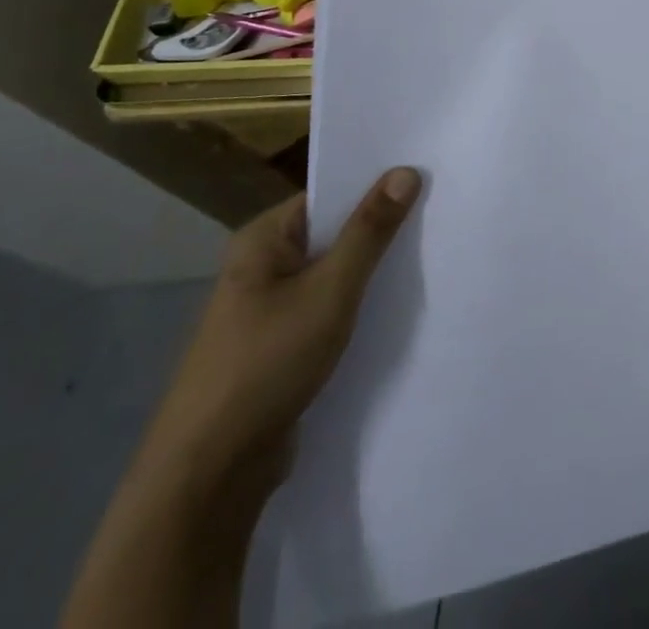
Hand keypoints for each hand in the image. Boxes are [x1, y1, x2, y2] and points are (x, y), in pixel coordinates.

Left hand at [145, 167, 421, 472]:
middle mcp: (262, 267)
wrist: (209, 477)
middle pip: (334, 232)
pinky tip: (397, 307)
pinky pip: (329, 308)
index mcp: (262, 240)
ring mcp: (268, 309)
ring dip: (373, 270)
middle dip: (380, 229)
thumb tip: (405, 171)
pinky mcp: (280, 347)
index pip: (329, 195)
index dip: (376, 185)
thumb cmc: (266, 365)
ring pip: (334, 274)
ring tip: (430, 255)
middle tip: (439, 214)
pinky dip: (359, 305)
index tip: (427, 179)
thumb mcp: (330, 291)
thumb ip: (370, 231)